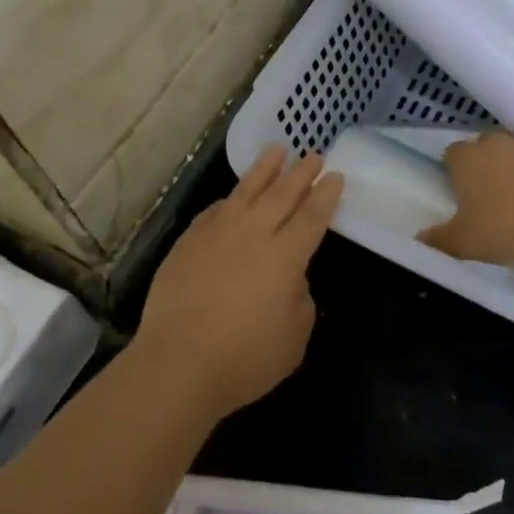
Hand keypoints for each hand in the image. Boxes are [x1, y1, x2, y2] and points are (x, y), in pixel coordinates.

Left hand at [134, 146, 343, 422]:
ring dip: (264, 169)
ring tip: (276, 150)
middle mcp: (253, 234)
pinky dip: (228, 199)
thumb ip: (299, 299)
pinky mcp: (188, 241)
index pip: (311, 217)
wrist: (178, 363)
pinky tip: (232, 196)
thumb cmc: (245, 359)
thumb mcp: (294, 338)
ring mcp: (217, 233)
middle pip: (282, 194)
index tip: (335, 175)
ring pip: (246, 191)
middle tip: (314, 155)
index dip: (325, 195)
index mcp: (285, 256)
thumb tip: (289, 278)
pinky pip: (214, 211)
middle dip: (301, 173)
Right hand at [419, 131, 513, 276]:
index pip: (450, 153)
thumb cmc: (505, 229)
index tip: (455, 193)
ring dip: (507, 170)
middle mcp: (494, 144)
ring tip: (511, 202)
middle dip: (479, 165)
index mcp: (466, 157)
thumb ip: (438, 239)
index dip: (451, 171)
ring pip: (509, 154)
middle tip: (481, 196)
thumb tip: (419, 238)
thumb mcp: (463, 242)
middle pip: (481, 147)